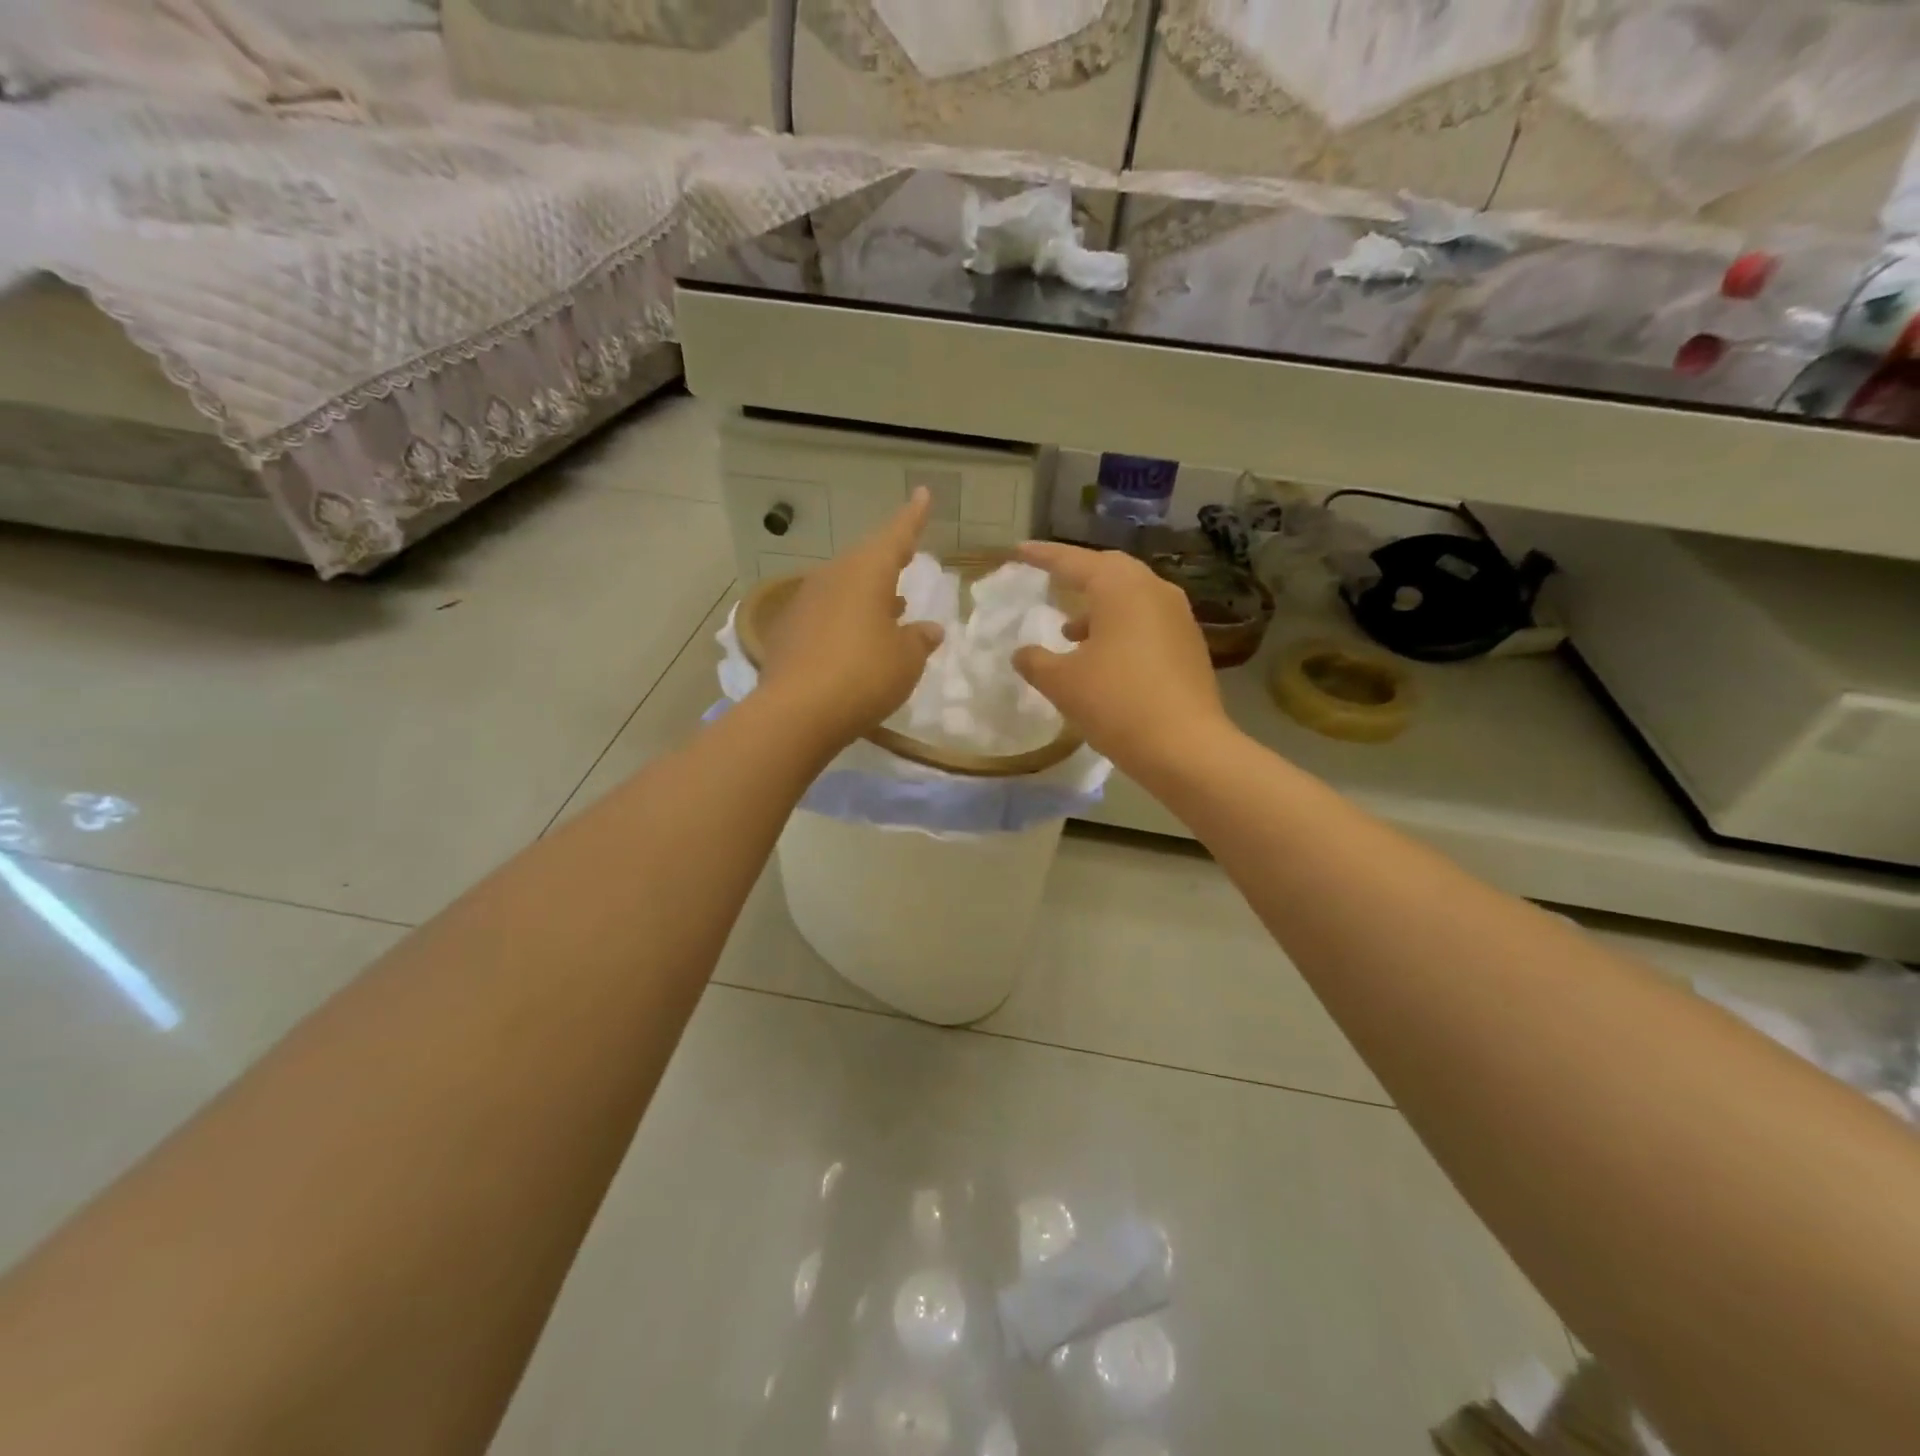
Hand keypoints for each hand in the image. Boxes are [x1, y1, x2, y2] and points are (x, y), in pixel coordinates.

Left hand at [759, 489, 944, 751]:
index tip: (923, 494)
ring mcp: (805, 603)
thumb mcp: (905, 660)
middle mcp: (832, 577)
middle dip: (888, 561)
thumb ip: (919, 640)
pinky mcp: (788, 631)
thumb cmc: (863, 676)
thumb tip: (928, 629)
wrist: (796, 713)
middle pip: (865, 561)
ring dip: (868, 594)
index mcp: (865, 573)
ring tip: (891, 605)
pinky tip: (856, 640)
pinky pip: (826, 613)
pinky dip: (847, 619)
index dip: (913, 518)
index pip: (896, 536)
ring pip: (844, 587)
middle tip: (907, 558)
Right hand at [1012, 542, 1230, 774]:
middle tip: (1051, 580)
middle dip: (1077, 575)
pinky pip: (1146, 621)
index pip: (1073, 562)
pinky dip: (1120, 627)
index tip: (1019, 551)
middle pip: (1109, 571)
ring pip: (1131, 597)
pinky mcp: (1189, 645)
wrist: (1186, 748)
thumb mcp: (1062, 683)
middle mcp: (1154, 591)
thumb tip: (1022, 653)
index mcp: (1121, 588)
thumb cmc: (1116, 703)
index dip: (1043, 556)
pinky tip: (1103, 656)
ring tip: (1069, 631)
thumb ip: (1035, 661)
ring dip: (1098, 607)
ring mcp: (1178, 617)